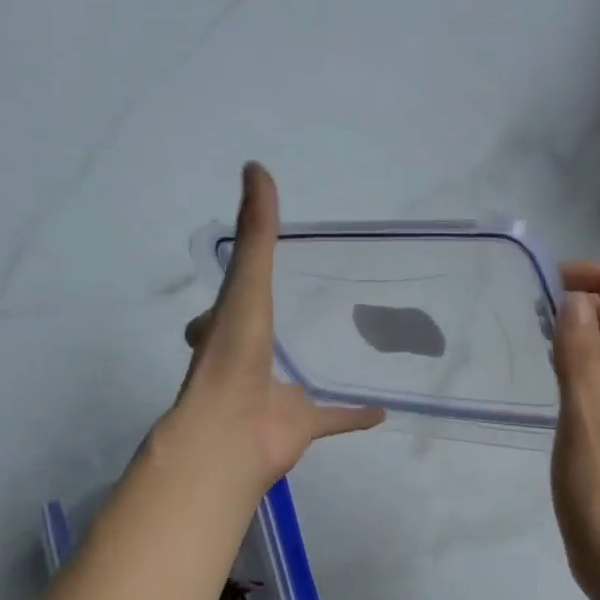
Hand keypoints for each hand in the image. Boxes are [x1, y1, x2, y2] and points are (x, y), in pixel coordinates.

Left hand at [165, 162, 383, 492]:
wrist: (231, 433)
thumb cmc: (234, 357)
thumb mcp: (246, 285)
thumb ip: (255, 233)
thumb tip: (255, 166)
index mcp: (225, 336)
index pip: (218, 316)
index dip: (224, 302)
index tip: (241, 283)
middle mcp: (245, 368)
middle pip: (253, 350)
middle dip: (262, 338)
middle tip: (285, 320)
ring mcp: (272, 401)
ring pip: (293, 387)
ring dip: (306, 377)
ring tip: (330, 356)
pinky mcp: (300, 427)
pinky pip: (332, 419)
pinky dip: (354, 415)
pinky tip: (380, 411)